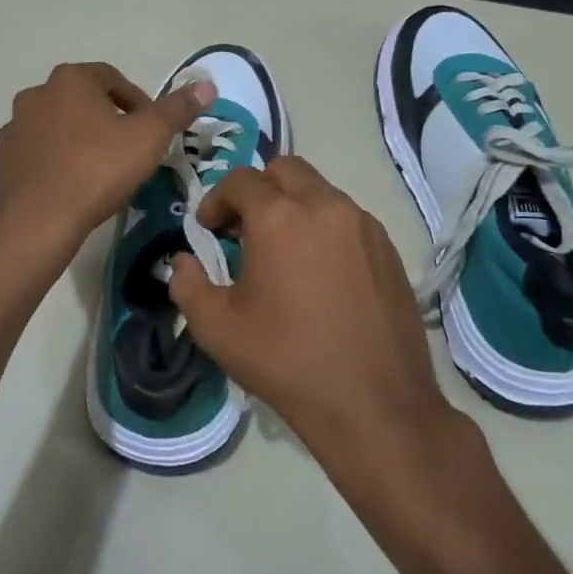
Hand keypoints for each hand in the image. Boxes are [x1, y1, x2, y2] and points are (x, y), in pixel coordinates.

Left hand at [0, 62, 213, 251]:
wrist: (35, 222)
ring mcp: (12, 130)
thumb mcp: (148, 138)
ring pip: (54, 129)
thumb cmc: (96, 170)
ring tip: (96, 174)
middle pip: (81, 101)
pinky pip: (33, 157)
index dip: (137, 102)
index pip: (112, 78)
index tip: (149, 130)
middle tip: (126, 151)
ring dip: (76, 142)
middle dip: (105, 121)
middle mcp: (35, 95)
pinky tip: (67, 191)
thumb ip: (177, 110)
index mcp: (70, 80)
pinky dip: (51, 165)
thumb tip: (207, 84)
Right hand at [167, 157, 454, 458]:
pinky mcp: (389, 248)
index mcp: (280, 217)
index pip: (240, 180)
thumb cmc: (286, 361)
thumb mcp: (217, 328)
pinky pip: (348, 219)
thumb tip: (183, 260)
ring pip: (320, 191)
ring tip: (284, 253)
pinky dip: (325, 228)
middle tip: (245, 229)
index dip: (216, 200)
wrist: (373, 404)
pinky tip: (321, 273)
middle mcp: (325, 206)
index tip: (209, 231)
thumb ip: (187, 283)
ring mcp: (364, 225)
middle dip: (258, 190)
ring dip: (294, 207)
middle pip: (285, 169)